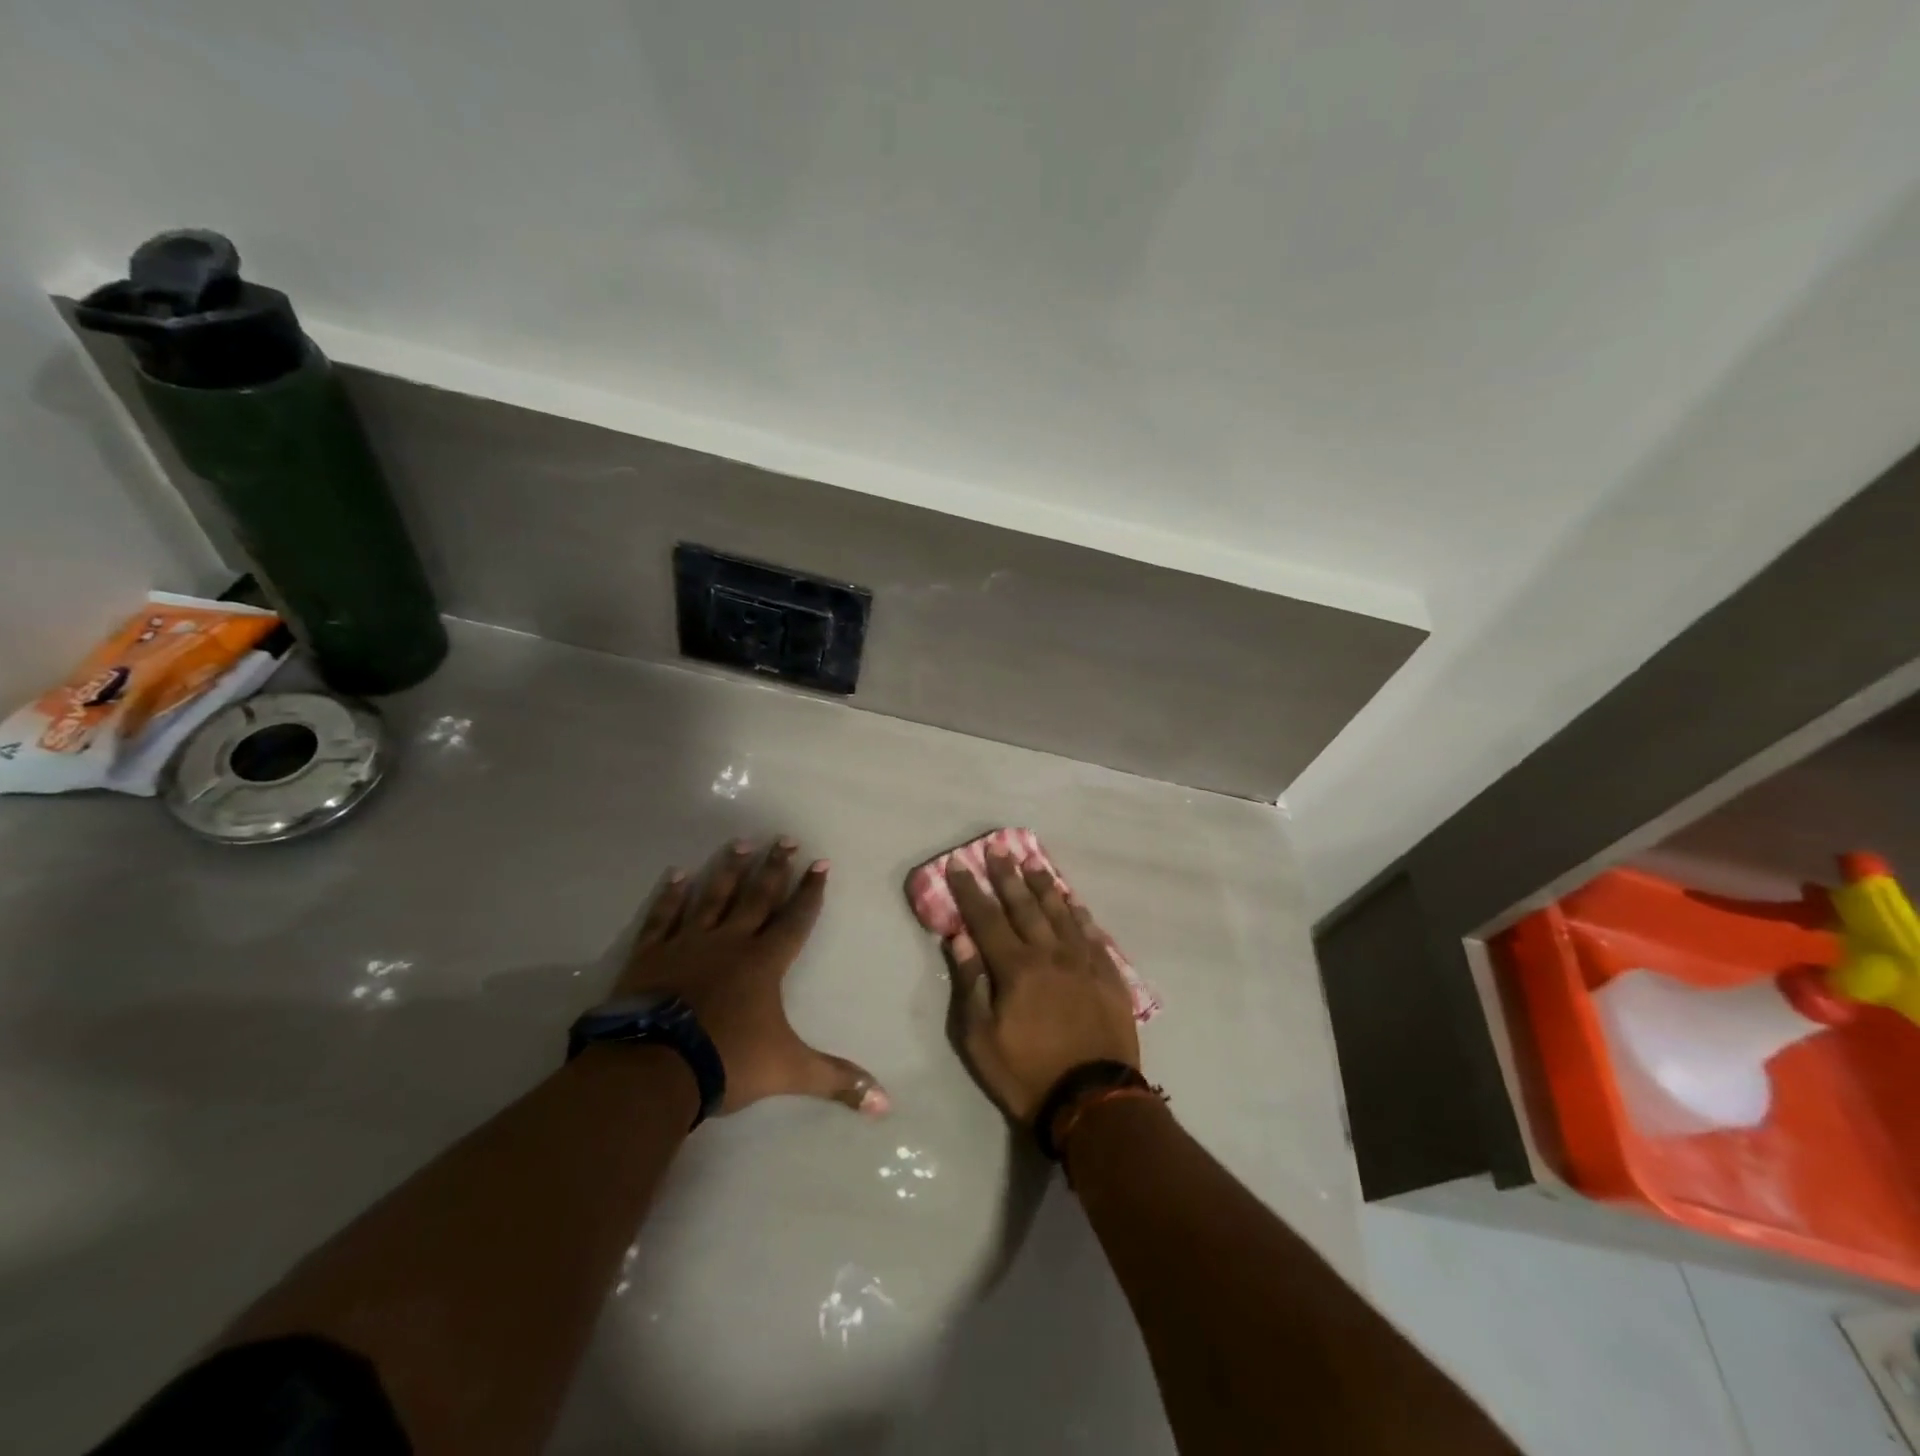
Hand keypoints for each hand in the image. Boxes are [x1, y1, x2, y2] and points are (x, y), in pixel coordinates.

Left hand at [615, 838, 888, 1116]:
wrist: (654, 1067)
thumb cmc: (727, 1060)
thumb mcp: (789, 1070)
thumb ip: (836, 1080)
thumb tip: (887, 1105)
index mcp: (764, 962)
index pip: (796, 919)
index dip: (811, 891)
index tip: (821, 862)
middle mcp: (730, 942)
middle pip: (757, 896)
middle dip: (775, 867)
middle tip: (785, 838)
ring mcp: (688, 943)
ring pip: (713, 896)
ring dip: (728, 869)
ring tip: (741, 842)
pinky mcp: (651, 953)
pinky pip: (664, 916)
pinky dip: (670, 895)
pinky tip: (677, 874)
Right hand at [945, 849, 1140, 1125]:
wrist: (1094, 1101)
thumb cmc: (1027, 1073)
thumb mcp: (981, 1039)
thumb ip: (971, 985)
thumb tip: (960, 939)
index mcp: (1016, 968)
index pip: (986, 918)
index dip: (970, 890)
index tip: (959, 863)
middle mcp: (1050, 954)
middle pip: (1024, 906)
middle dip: (1007, 876)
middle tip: (998, 849)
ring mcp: (1083, 962)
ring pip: (1061, 913)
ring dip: (1044, 886)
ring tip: (1033, 863)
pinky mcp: (1108, 976)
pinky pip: (1092, 934)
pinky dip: (1080, 914)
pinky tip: (1074, 902)